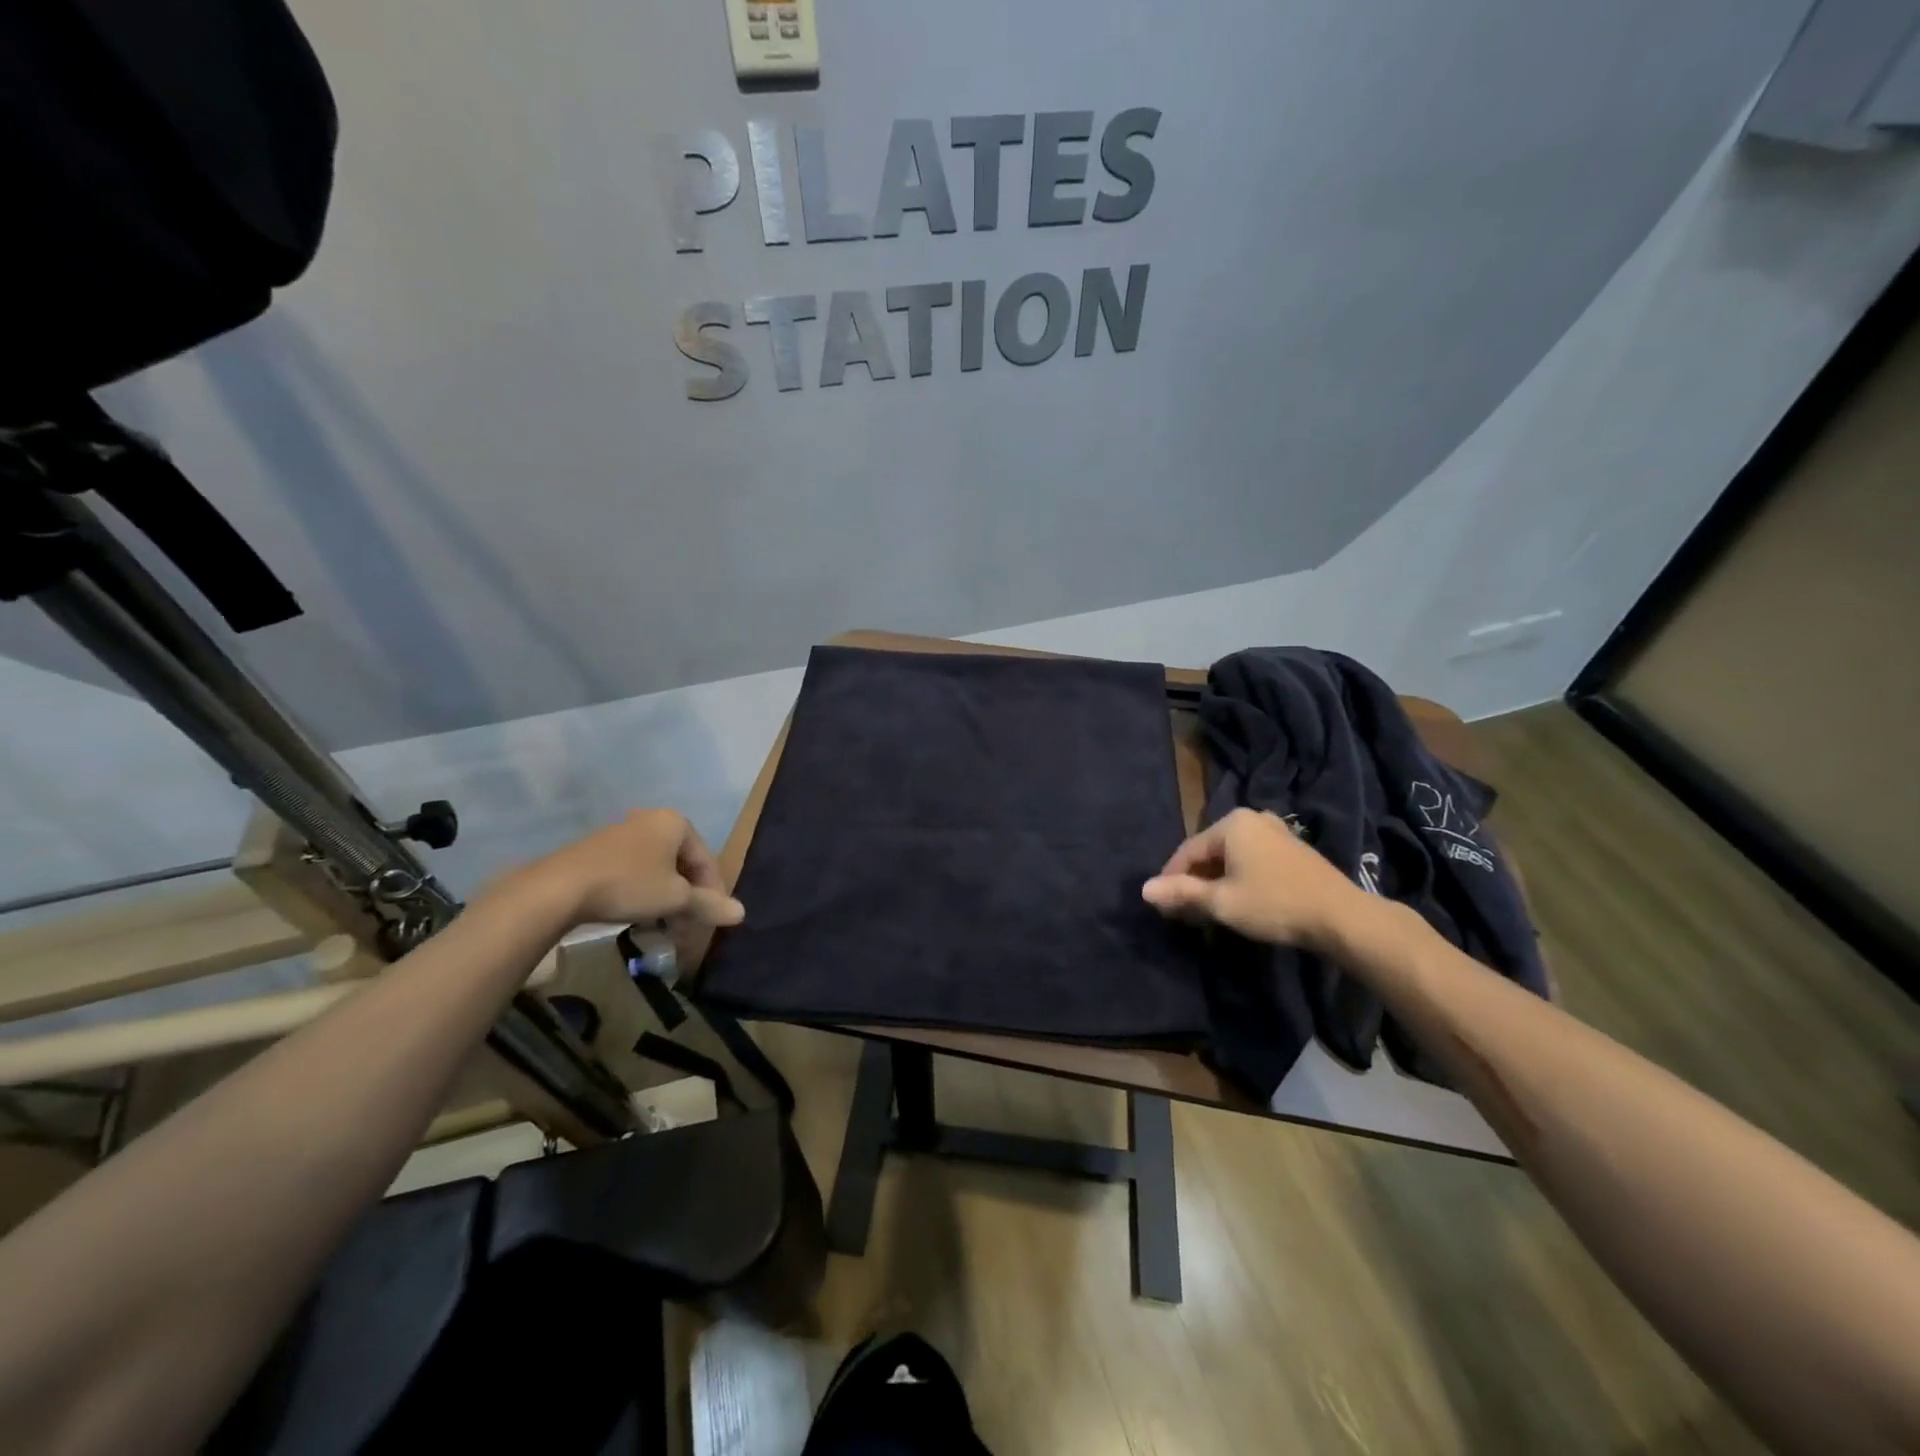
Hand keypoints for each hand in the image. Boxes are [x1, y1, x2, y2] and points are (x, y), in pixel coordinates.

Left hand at [521, 810, 744, 933]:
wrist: (560, 888)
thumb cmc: (630, 885)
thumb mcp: (676, 899)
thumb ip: (709, 905)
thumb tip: (741, 913)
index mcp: (676, 823)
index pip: (707, 861)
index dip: (714, 893)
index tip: (711, 921)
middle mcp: (651, 820)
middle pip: (683, 864)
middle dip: (689, 898)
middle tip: (687, 927)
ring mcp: (623, 833)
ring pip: (658, 870)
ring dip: (666, 899)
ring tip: (663, 927)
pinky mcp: (598, 850)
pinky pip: (634, 871)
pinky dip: (643, 893)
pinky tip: (637, 917)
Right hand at [1142, 807, 1368, 950]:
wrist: (1340, 916)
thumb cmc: (1274, 903)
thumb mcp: (1221, 901)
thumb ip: (1181, 893)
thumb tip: (1144, 890)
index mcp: (1231, 823)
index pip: (1188, 851)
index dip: (1171, 879)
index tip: (1163, 905)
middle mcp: (1252, 818)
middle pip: (1209, 851)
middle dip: (1195, 881)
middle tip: (1184, 911)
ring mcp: (1275, 831)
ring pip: (1231, 857)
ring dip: (1216, 881)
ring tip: (1208, 909)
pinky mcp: (1292, 848)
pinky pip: (1251, 859)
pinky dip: (1238, 877)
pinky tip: (1238, 900)